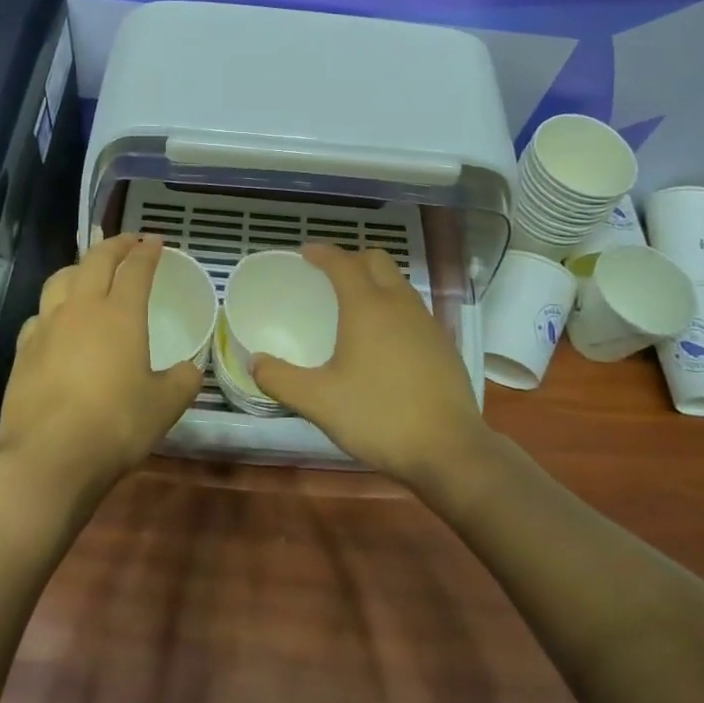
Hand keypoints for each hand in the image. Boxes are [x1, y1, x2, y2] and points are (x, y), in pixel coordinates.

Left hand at [0, 234, 203, 500]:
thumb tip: (189, 369)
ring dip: (80, 267)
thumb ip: (182, 381)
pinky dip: (54, 306)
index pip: (135, 268)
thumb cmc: (115, 424)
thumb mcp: (164, 406)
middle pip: (96, 260)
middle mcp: (81, 308)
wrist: (49, 457)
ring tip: (90, 271)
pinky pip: (40, 313)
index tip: (156, 241)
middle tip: (129, 241)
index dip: (147, 251)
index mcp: (120, 313)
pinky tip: (58, 321)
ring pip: (61, 278)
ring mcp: (47, 326)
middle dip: (115, 245)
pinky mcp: (23, 350)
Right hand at [251, 244, 492, 487]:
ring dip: (375, 281)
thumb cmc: (378, 417)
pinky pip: (413, 308)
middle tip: (329, 277)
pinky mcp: (443, 343)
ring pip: (398, 283)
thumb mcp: (319, 402)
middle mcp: (399, 303)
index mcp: (367, 306)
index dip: (322, 253)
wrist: (449, 449)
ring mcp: (427, 322)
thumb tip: (254, 362)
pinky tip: (385, 339)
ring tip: (355, 305)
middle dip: (351, 259)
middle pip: (376, 260)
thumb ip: (281, 379)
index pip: (342, 262)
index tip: (305, 253)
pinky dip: (393, 306)